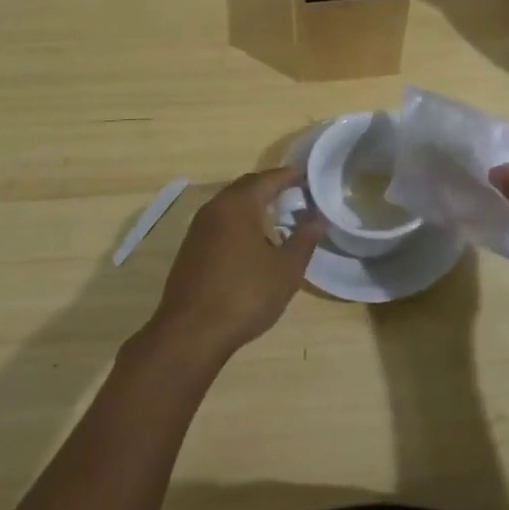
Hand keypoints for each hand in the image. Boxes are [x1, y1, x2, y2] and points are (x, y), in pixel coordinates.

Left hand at [147, 167, 323, 362]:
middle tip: (295, 194)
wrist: (191, 333)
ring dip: (253, 206)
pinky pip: (220, 224)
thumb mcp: (286, 270)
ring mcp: (198, 230)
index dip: (289, 176)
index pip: (267, 179)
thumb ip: (304, 240)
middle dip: (270, 188)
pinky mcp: (190, 250)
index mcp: (238, 206)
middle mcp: (214, 209)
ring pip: (230, 206)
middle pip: (245, 188)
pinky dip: (239, 223)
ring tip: (277, 216)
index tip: (307, 177)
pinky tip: (252, 242)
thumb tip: (317, 220)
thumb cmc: (245, 295)